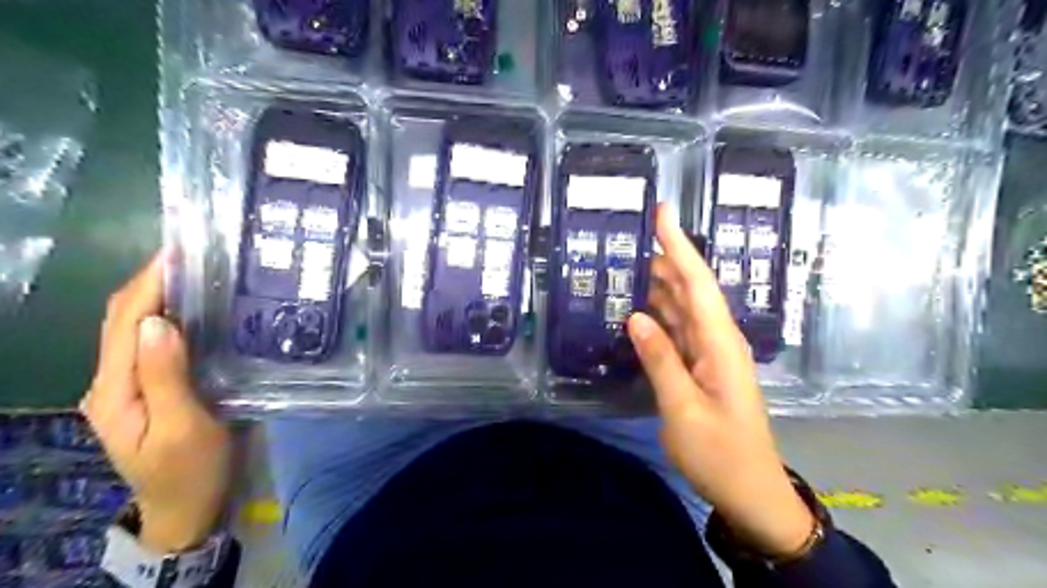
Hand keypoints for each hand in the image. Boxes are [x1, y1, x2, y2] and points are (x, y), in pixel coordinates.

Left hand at [83, 249, 232, 550]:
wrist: (187, 507)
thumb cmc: (191, 470)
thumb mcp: (183, 427)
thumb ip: (165, 376)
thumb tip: (156, 321)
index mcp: (114, 391)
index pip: (124, 323)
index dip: (148, 283)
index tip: (178, 252)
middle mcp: (110, 383)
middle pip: (120, 320)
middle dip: (149, 281)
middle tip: (193, 254)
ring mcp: (126, 386)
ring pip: (132, 329)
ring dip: (157, 296)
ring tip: (196, 272)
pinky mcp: (147, 389)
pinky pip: (150, 344)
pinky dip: (167, 317)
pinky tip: (194, 309)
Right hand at [625, 206, 812, 559]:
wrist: (749, 490)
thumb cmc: (720, 453)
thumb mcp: (683, 408)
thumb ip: (660, 359)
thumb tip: (635, 317)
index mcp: (720, 343)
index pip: (697, 282)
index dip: (678, 245)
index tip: (662, 212)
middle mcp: (717, 339)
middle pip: (689, 288)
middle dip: (663, 258)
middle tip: (627, 240)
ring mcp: (710, 353)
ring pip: (682, 307)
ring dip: (658, 285)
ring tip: (625, 266)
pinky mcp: (701, 366)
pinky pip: (677, 330)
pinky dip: (658, 315)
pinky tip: (637, 309)